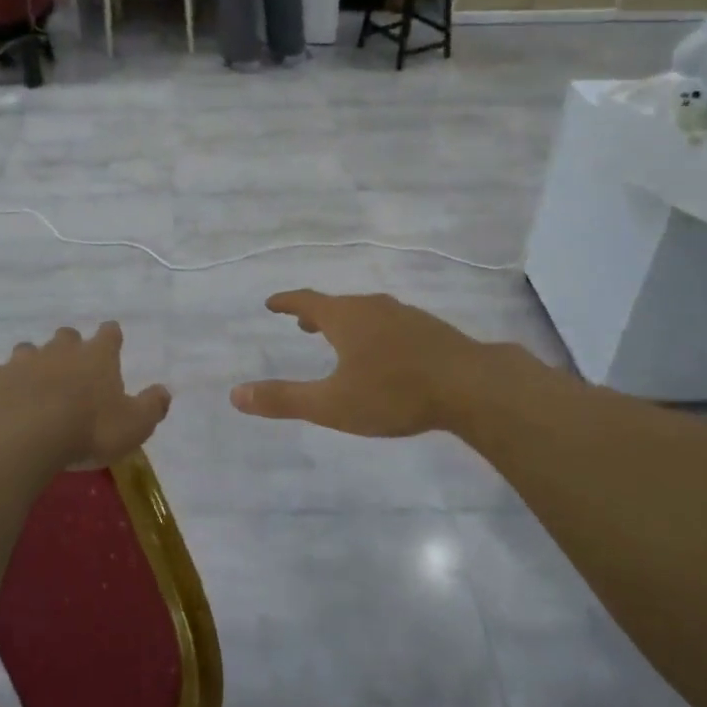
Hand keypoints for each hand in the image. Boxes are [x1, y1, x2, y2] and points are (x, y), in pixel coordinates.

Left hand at [0, 322, 170, 469]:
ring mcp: (23, 361)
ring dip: (31, 357)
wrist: (28, 436)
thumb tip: (164, 391)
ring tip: (30, 372)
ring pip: (28, 348)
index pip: (109, 335)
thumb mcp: (134, 425)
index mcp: (97, 357)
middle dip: (69, 345)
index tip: (112, 337)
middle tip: (71, 362)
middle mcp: (60, 350)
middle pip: (67, 336)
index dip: (111, 336)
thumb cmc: (89, 430)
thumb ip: (152, 406)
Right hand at [231, 291, 499, 436]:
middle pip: (336, 305)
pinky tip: (384, 351)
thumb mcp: (332, 404)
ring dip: (345, 322)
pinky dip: (373, 331)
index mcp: (344, 318)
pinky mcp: (429, 329)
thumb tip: (235, 395)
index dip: (286, 302)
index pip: (306, 302)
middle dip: (316, 314)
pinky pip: (389, 323)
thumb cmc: (394, 393)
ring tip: (339, 337)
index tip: (271, 302)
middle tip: (301, 323)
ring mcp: (404, 315)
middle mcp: (372, 308)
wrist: (471, 385)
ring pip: (365, 313)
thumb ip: (284, 399)